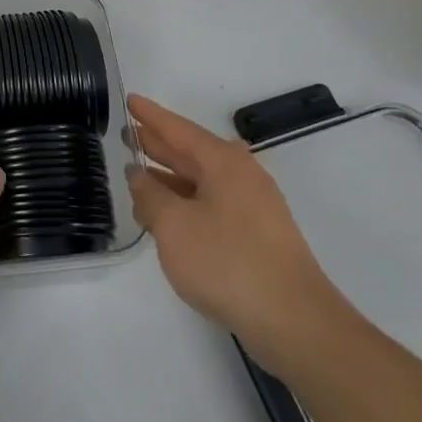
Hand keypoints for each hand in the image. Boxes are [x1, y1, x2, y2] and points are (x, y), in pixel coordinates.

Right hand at [126, 94, 354, 373]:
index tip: (129, 99)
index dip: (150, 115)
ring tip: (138, 176)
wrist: (294, 323)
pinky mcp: (257, 237)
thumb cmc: (227, 262)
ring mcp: (253, 207)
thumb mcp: (173, 225)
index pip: (178, 129)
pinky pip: (211, 205)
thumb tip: (138, 174)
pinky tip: (167, 217)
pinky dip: (185, 203)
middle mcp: (241, 176)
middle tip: (127, 135)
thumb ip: (149, 195)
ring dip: (169, 178)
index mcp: (223, 162)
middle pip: (191, 152)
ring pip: (201, 181)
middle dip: (159, 144)